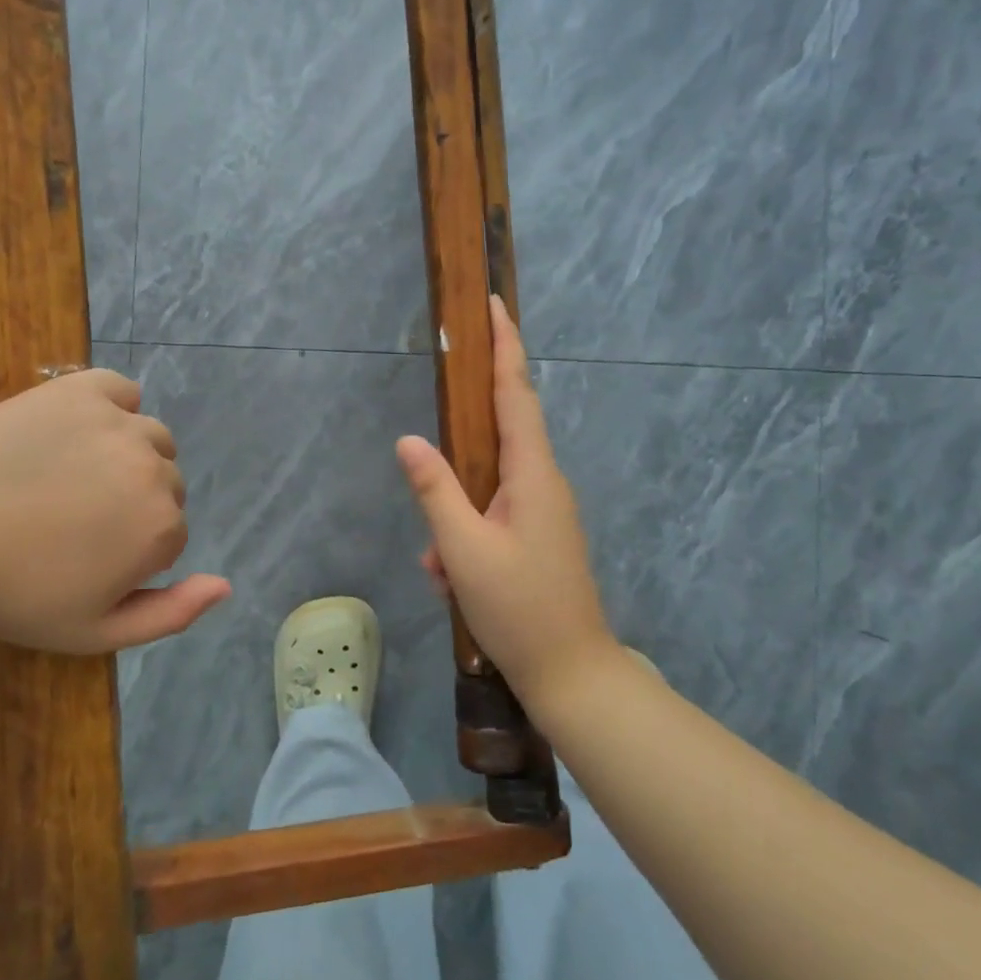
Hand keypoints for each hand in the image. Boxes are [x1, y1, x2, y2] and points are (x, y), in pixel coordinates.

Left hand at [0, 369, 229, 653]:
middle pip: (167, 484)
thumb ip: (171, 613)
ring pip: (151, 438)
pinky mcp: (79, 390)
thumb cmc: (10, 593)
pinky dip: (112, 408)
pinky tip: (77, 432)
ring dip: (127, 457)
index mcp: (160, 527)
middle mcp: (153, 467)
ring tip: (70, 478)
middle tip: (71, 521)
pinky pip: (121, 391)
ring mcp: (117, 422)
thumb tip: (227, 585)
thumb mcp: (94, 631)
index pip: (172, 534)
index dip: (131, 553)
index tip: (83, 561)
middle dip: (133, 504)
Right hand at [395, 297, 622, 707]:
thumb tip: (408, 440)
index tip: (493, 304)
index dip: (504, 345)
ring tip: (444, 572)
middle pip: (497, 438)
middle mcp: (544, 483)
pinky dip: (465, 542)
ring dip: (455, 521)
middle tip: (436, 461)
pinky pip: (491, 519)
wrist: (572, 675)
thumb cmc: (519, 609)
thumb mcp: (464, 550)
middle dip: (456, 457)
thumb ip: (435, 490)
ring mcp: (543, 511)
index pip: (517, 392)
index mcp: (533, 473)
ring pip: (485, 490)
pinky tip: (453, 582)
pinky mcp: (538, 537)